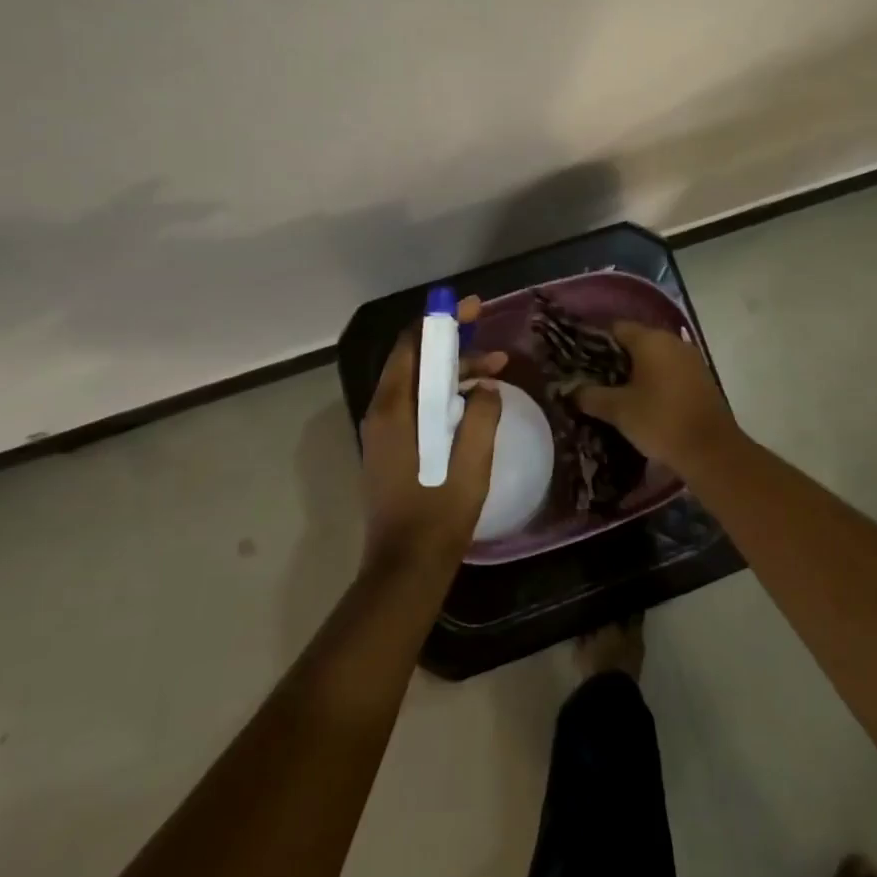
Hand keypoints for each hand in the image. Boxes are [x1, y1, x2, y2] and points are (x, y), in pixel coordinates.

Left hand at [358, 296, 506, 574]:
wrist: (406, 567)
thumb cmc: (439, 512)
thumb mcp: (471, 460)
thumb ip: (480, 415)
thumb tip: (486, 388)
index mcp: (394, 409)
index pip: (412, 345)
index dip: (441, 322)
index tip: (473, 309)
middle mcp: (381, 413)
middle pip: (416, 362)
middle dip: (454, 348)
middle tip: (494, 349)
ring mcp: (383, 432)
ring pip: (418, 385)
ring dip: (453, 374)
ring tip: (495, 374)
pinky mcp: (391, 449)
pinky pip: (417, 406)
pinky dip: (444, 395)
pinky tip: (474, 403)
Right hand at [574, 321, 741, 470]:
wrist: (711, 450)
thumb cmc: (660, 421)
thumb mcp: (618, 410)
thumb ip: (590, 396)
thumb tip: (571, 390)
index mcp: (651, 340)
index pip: (616, 328)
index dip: (596, 342)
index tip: (581, 362)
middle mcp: (672, 341)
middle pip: (636, 341)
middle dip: (616, 359)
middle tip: (594, 380)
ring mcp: (690, 359)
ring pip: (655, 357)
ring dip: (637, 371)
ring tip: (616, 393)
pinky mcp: (701, 377)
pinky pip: (670, 370)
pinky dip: (656, 380)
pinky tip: (644, 401)